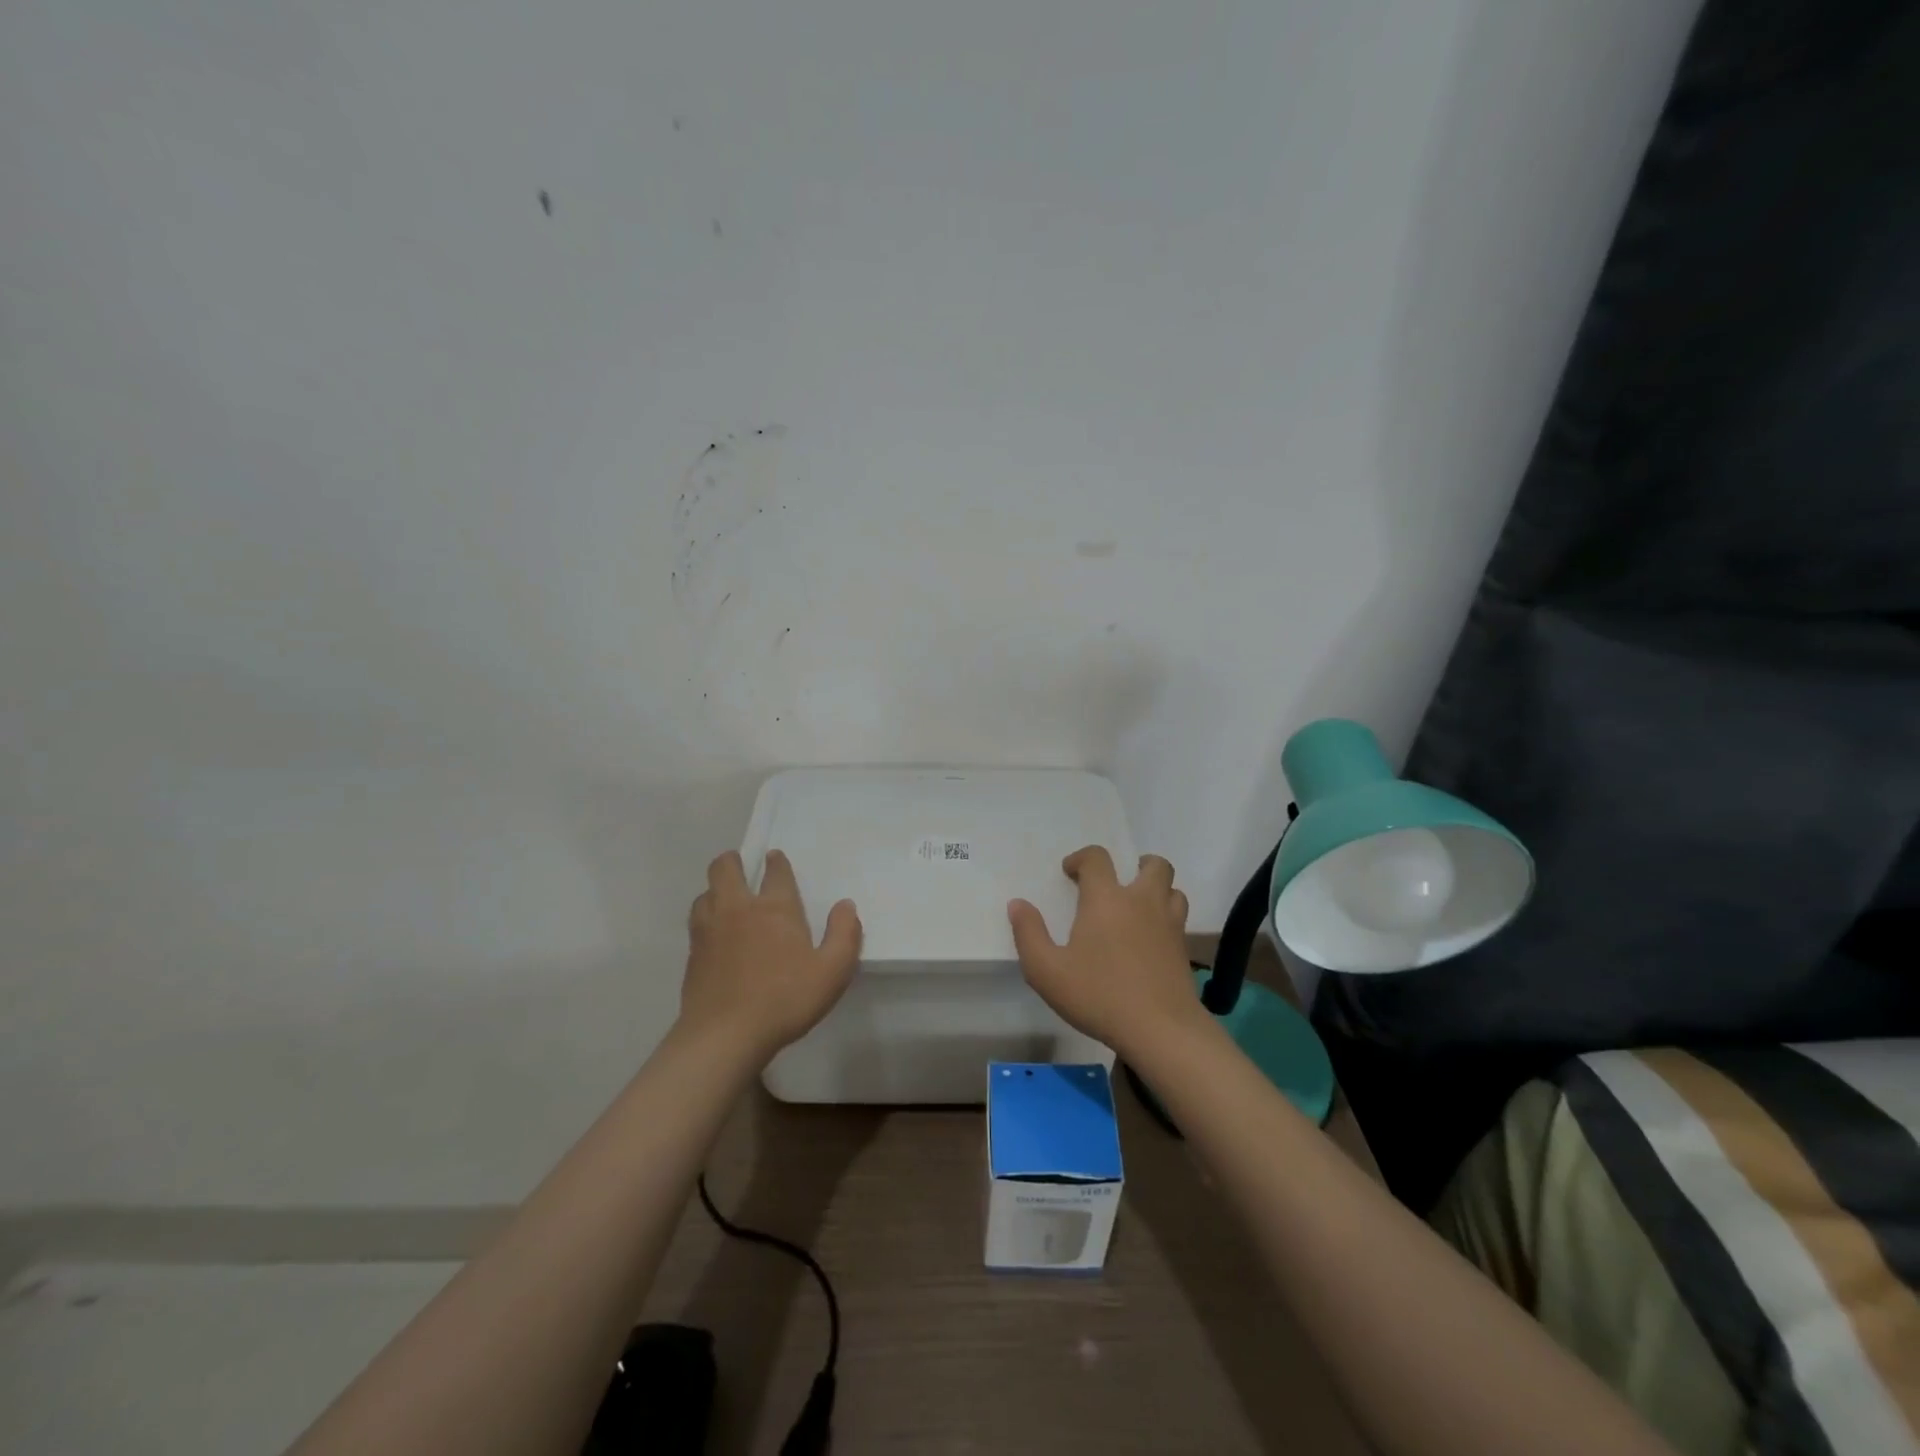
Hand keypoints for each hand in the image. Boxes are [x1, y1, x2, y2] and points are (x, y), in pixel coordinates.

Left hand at [681, 850, 861, 1061]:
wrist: (724, 1036)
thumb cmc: (785, 999)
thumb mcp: (832, 971)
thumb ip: (844, 935)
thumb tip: (845, 906)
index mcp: (775, 908)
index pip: (776, 872)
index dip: (777, 862)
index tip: (775, 858)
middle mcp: (738, 909)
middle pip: (725, 869)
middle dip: (732, 861)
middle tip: (741, 866)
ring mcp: (709, 930)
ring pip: (705, 893)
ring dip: (715, 890)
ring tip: (726, 899)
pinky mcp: (692, 955)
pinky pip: (696, 922)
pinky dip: (705, 918)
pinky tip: (714, 934)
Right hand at [1008, 846, 1199, 1059]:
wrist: (1160, 1029)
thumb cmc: (1098, 995)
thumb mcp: (1046, 971)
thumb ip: (1029, 934)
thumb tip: (1017, 904)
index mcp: (1106, 899)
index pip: (1097, 859)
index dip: (1082, 858)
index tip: (1070, 872)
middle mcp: (1142, 901)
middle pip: (1154, 865)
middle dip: (1137, 864)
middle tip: (1119, 882)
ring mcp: (1169, 924)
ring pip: (1173, 890)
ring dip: (1158, 889)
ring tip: (1139, 906)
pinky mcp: (1183, 949)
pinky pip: (1179, 918)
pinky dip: (1167, 917)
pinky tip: (1151, 938)